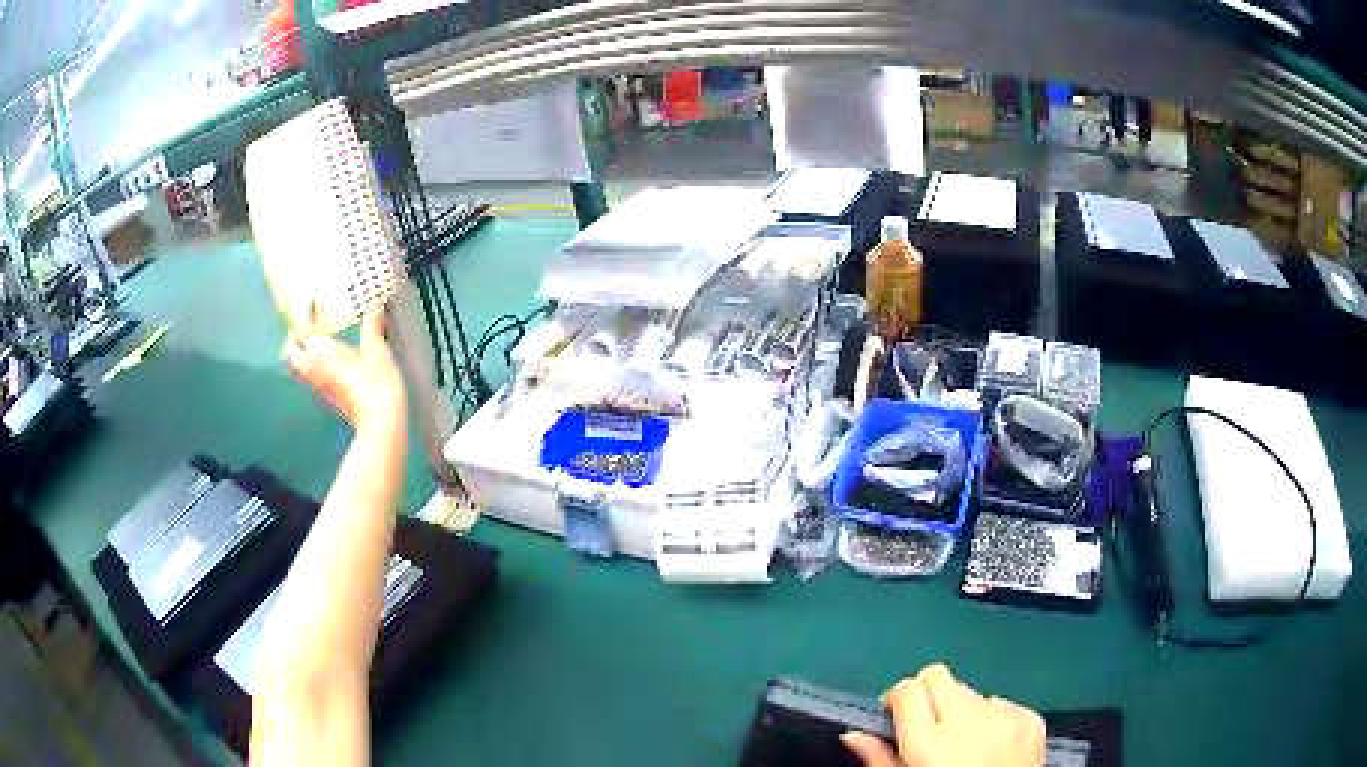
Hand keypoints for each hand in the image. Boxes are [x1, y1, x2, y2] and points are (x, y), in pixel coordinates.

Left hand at [285, 310, 406, 438]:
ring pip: (299, 366)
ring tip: (316, 341)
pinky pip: (312, 375)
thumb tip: (374, 306)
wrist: (380, 424)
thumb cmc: (374, 382)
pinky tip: (330, 360)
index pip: (302, 329)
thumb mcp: (377, 348)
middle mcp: (313, 367)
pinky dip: (314, 364)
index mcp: (320, 350)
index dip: (304, 314)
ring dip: (303, 352)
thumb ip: (372, 325)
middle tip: (307, 325)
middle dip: (295, 338)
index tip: (311, 302)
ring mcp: (319, 385)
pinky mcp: (328, 397)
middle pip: (292, 352)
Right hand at [842, 664, 1044, 766]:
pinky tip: (991, 749)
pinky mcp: (1031, 719)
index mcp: (929, 742)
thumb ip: (880, 760)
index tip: (896, 720)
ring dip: (962, 711)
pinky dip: (992, 720)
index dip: (898, 701)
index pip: (907, 688)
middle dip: (928, 695)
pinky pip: (1002, 704)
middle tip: (927, 728)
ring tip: (963, 746)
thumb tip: (854, 734)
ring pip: (971, 692)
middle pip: (938, 676)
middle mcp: (968, 719)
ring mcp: (1005, 716)